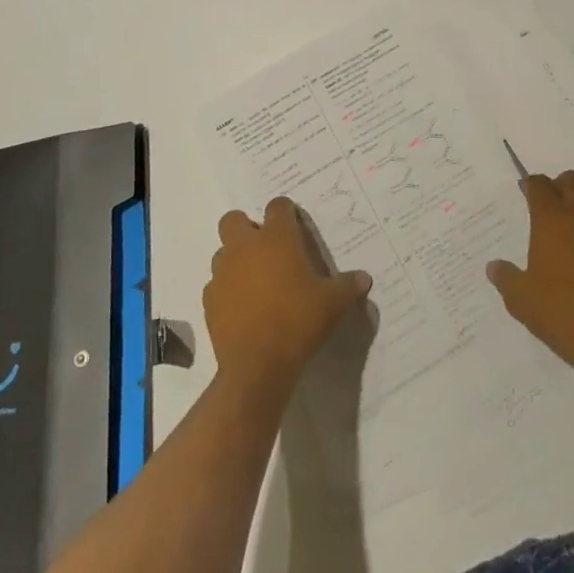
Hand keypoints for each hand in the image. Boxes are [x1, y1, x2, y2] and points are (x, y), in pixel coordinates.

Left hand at [204, 198, 372, 400]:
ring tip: (255, 282)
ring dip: (235, 260)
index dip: (286, 214)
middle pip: (234, 219)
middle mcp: (245, 246)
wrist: (257, 366)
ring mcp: (223, 272)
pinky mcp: (210, 300)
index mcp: (276, 237)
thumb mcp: (333, 304)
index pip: (278, 206)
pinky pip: (215, 285)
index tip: (295, 228)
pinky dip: (226, 290)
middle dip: (246, 228)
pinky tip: (242, 308)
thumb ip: (348, 286)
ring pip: (222, 252)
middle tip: (266, 250)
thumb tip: (364, 279)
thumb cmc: (298, 322)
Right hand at [487, 171, 573, 384]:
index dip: (531, 185)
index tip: (526, 191)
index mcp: (552, 219)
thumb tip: (494, 266)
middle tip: (555, 207)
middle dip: (561, 187)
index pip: (539, 185)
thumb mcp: (523, 302)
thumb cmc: (566, 316)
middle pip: (572, 180)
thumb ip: (506, 279)